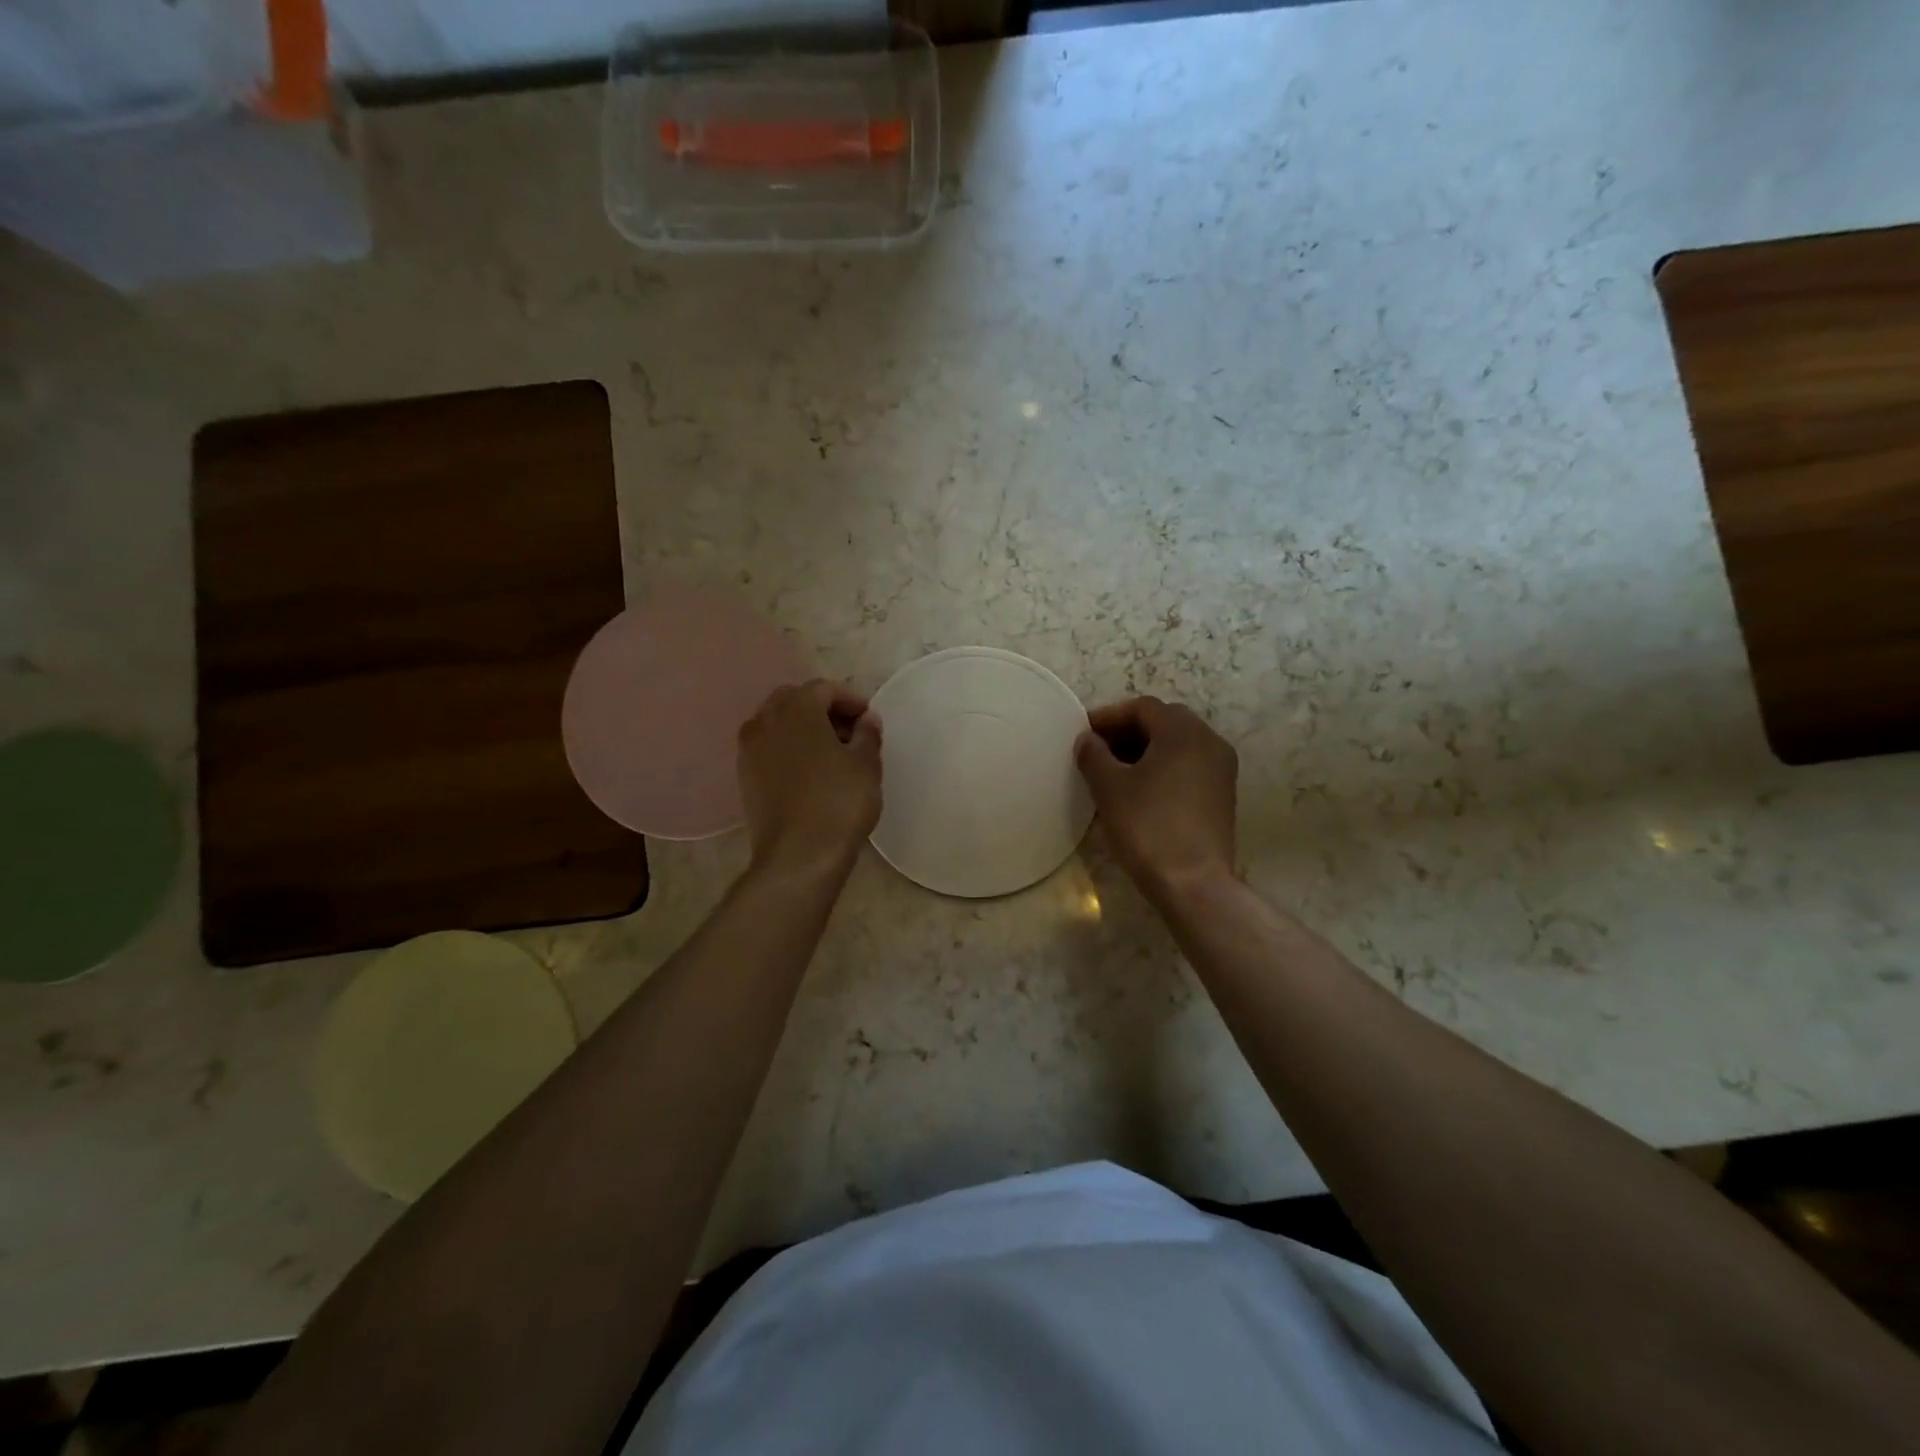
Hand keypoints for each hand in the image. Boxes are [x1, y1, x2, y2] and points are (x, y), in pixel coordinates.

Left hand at [738, 679, 882, 878]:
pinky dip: (789, 749)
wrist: (798, 856)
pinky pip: (768, 749)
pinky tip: (810, 772)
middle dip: (823, 710)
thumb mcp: (866, 765)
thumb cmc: (839, 803)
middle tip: (850, 732)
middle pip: (794, 700)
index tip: (869, 719)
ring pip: (777, 724)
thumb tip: (866, 720)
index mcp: (796, 709)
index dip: (850, 699)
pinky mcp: (744, 777)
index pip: (823, 688)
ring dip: (803, 729)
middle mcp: (765, 721)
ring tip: (832, 753)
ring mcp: (749, 750)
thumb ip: (867, 735)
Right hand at [1076, 696, 1238, 902]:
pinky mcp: (1222, 795)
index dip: (1109, 716)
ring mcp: (1221, 769)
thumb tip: (1087, 740)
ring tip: (1114, 771)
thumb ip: (1093, 755)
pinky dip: (1163, 767)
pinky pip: (1188, 766)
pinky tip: (1140, 789)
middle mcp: (1210, 742)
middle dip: (1128, 731)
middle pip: (1164, 722)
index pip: (1142, 707)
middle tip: (1098, 750)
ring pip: (1178, 744)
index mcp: (1184, 732)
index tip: (1083, 733)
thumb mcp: (1109, 788)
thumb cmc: (1148, 827)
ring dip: (1145, 750)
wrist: (1193, 883)